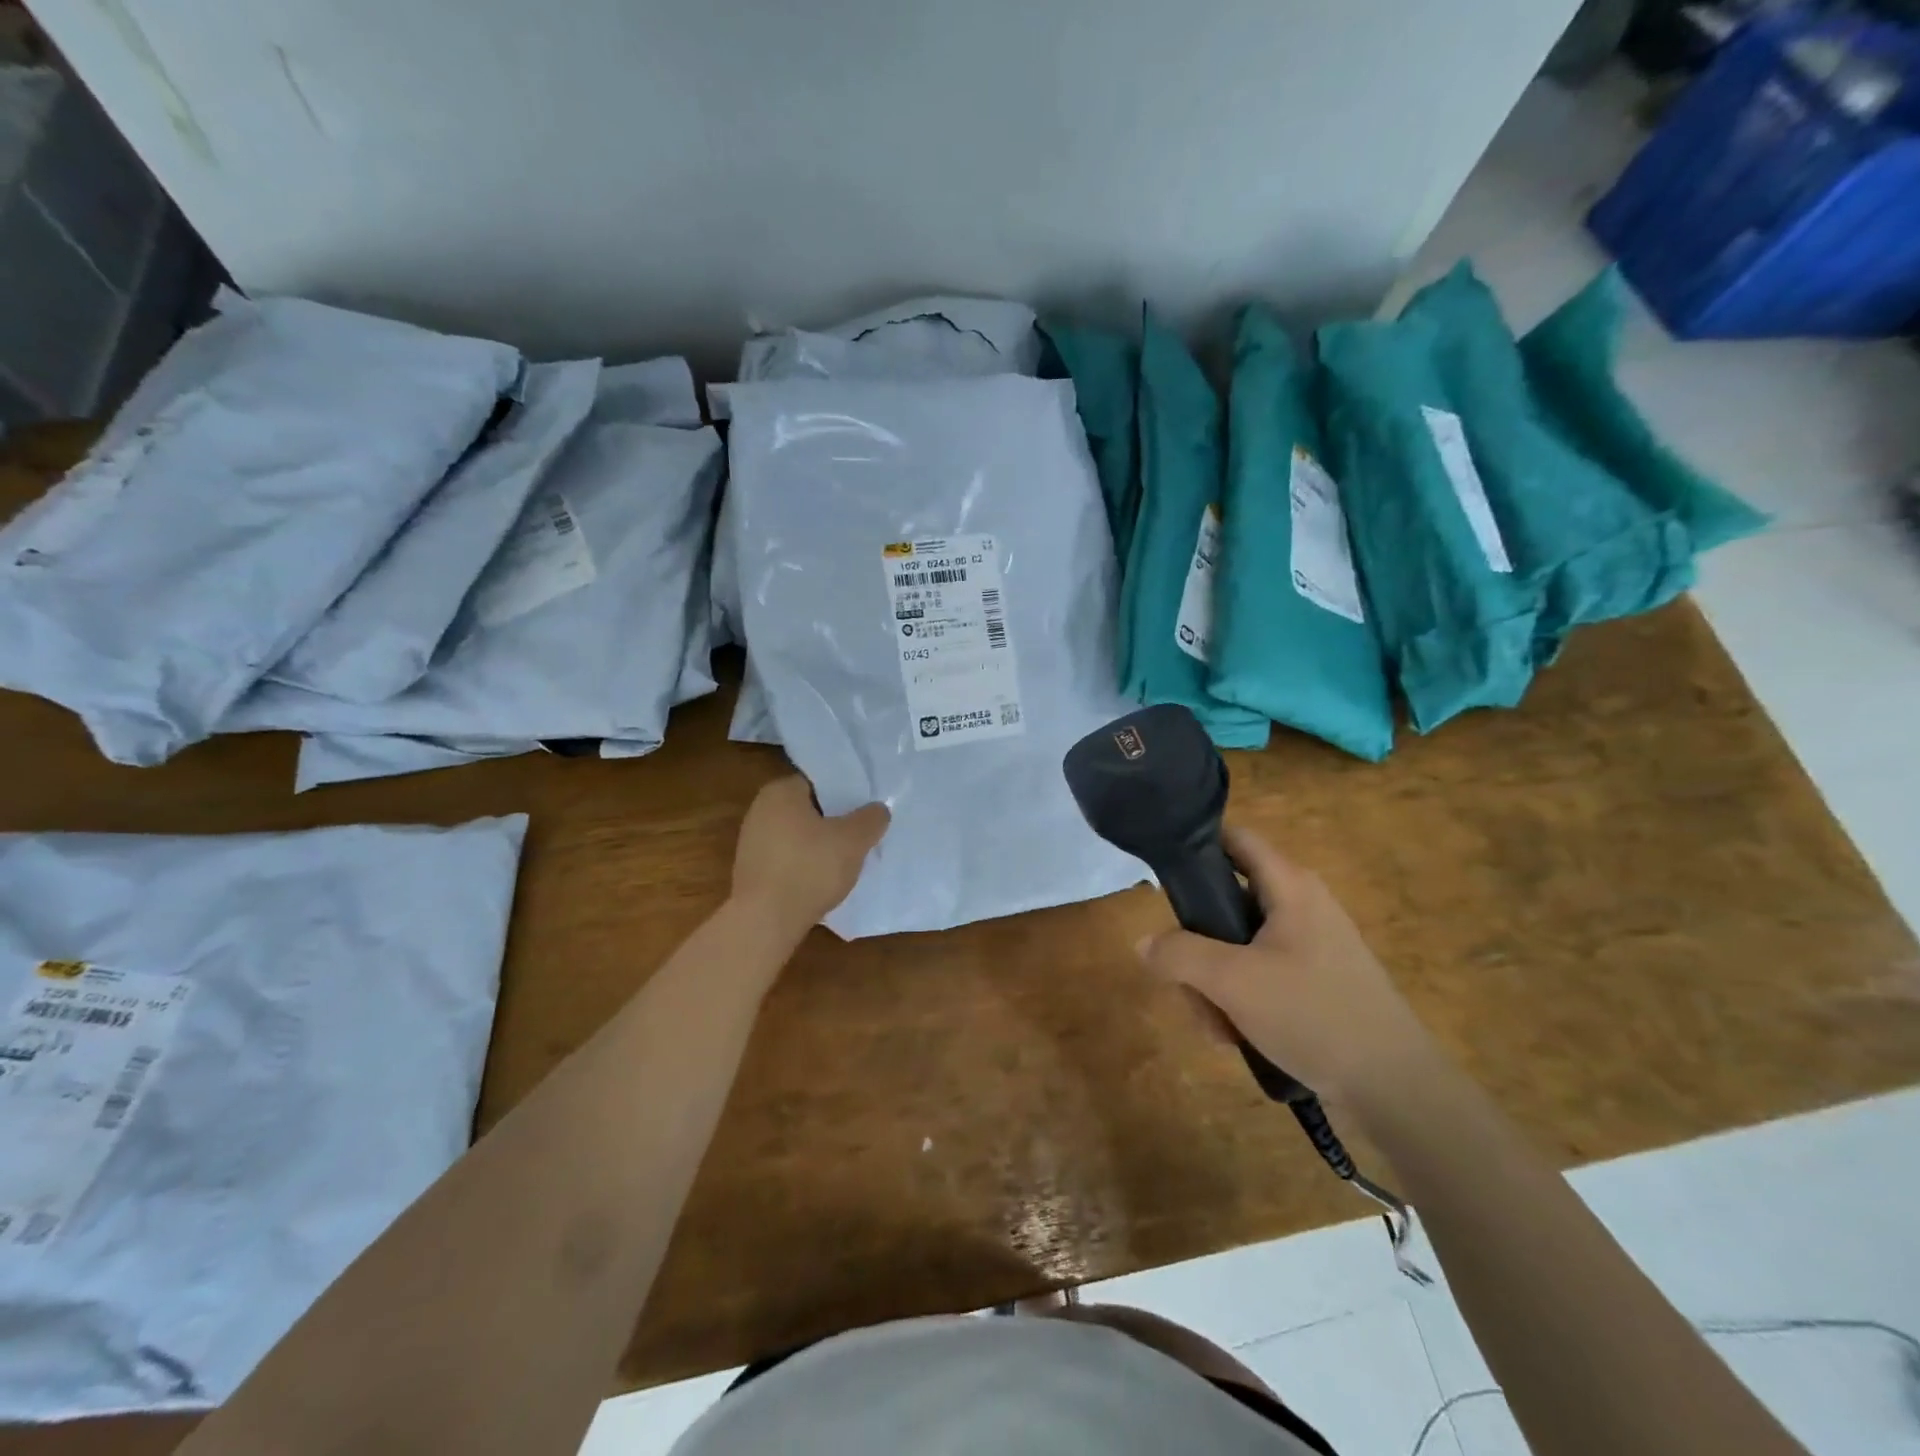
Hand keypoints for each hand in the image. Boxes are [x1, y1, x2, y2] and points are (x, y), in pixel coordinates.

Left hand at [731, 775, 889, 935]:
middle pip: (809, 809)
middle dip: (835, 821)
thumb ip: (871, 819)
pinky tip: (824, 881)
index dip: (846, 794)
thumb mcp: (853, 840)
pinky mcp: (752, 871)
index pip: (820, 782)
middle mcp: (760, 810)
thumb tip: (878, 809)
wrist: (765, 921)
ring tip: (848, 860)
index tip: (866, 810)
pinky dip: (806, 865)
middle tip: (862, 835)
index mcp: (780, 792)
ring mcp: (752, 842)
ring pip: (799, 836)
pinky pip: (788, 859)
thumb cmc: (809, 869)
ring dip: (821, 846)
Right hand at [1136, 827, 1435, 1109]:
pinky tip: (1237, 1037)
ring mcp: (1310, 947)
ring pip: (1237, 947)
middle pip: (1225, 903)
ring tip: (1216, 1027)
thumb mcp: (1232, 981)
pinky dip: (1240, 1000)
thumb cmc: (1313, 1014)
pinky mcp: (1316, 983)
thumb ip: (1179, 954)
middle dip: (1196, 946)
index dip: (1196, 845)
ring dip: (1213, 983)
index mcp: (1289, 886)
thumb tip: (1145, 943)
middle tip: (1186, 985)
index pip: (1235, 839)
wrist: (1396, 1088)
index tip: (1162, 875)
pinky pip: (1260, 976)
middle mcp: (1301, 906)